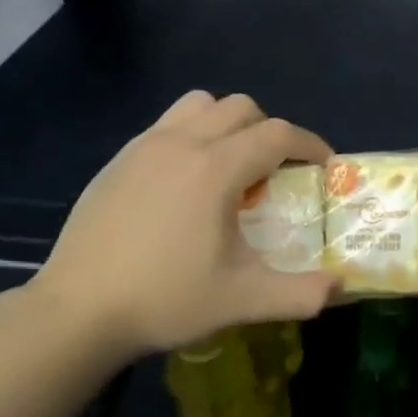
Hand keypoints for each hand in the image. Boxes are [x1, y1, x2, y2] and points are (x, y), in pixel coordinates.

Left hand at [32, 91, 335, 358]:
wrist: (77, 311)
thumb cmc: (165, 299)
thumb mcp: (242, 300)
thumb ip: (300, 293)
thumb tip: (340, 286)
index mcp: (215, 168)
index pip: (278, 135)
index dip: (310, 145)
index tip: (324, 167)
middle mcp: (182, 143)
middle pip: (242, 108)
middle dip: (271, 132)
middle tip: (277, 174)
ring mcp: (145, 146)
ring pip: (201, 105)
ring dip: (228, 124)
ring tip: (230, 167)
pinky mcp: (119, 159)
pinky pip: (168, 124)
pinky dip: (192, 135)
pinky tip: (186, 182)